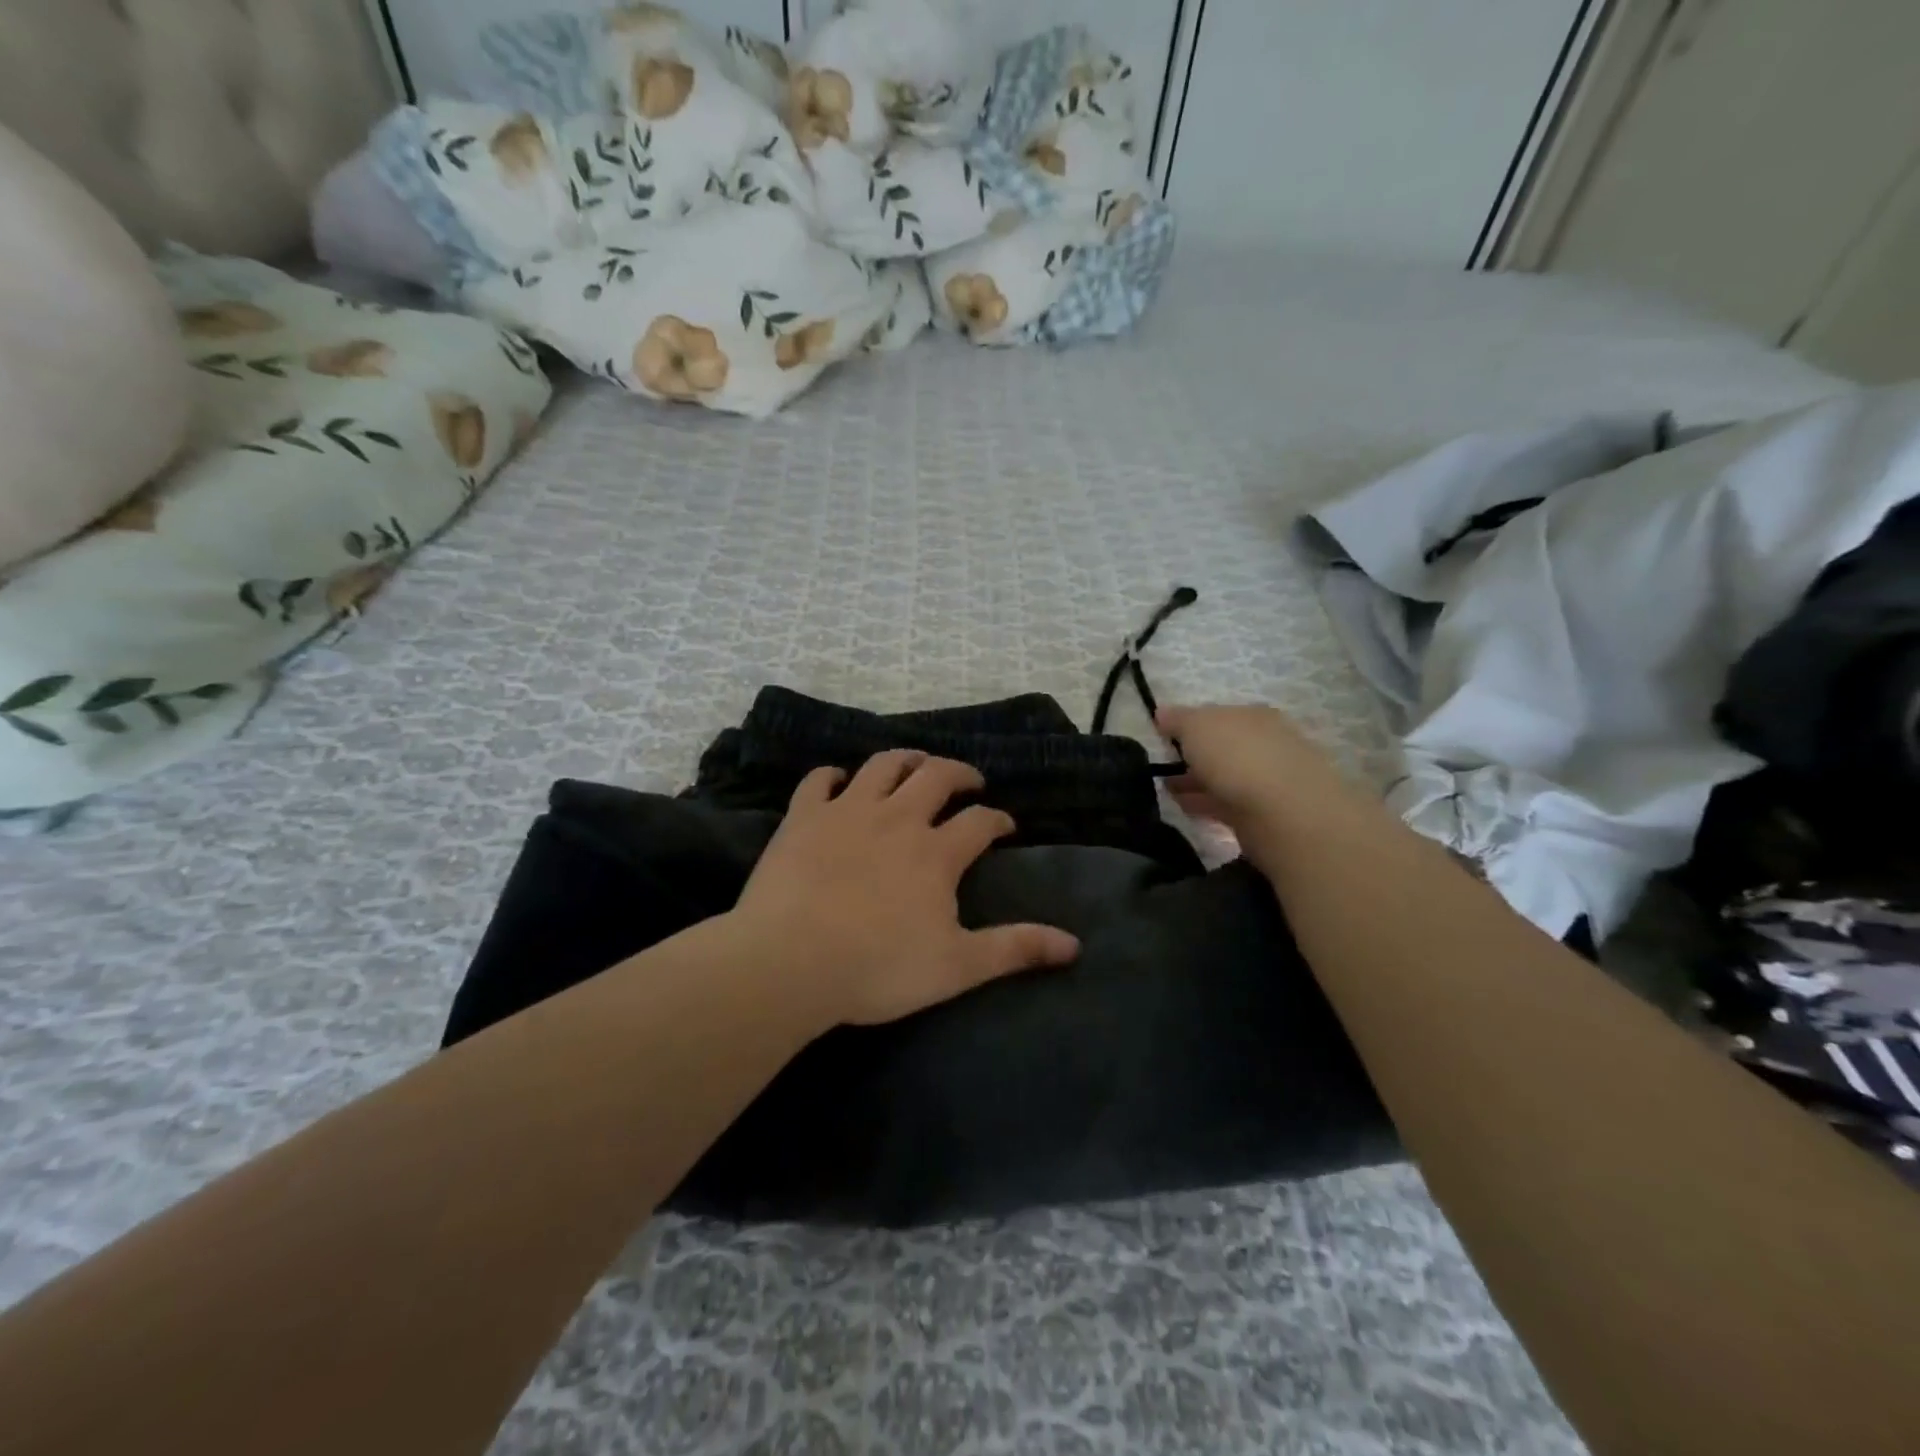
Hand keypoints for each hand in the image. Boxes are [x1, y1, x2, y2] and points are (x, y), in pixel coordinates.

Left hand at [730, 750, 1080, 1026]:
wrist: (789, 962)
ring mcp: (847, 810)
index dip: (998, 819)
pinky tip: (838, 780)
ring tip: (917, 765)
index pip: (980, 821)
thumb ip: (1015, 949)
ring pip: (883, 765)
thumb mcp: (957, 966)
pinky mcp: (803, 816)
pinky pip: (818, 780)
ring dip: (906, 759)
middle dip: (959, 773)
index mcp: (936, 852)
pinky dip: (831, 775)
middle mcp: (897, 817)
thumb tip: (1074, 945)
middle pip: (936, 776)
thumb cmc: (877, 967)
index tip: (1005, 825)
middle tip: (969, 781)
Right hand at [1157, 704, 1352, 834]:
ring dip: (1197, 782)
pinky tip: (1186, 809)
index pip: (1217, 715)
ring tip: (1167, 792)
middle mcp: (1266, 742)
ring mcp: (1270, 780)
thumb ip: (1177, 720)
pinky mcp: (1267, 814)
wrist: (1284, 813)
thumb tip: (1162, 713)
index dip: (1188, 724)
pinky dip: (1206, 803)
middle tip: (1163, 768)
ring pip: (1225, 777)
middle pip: (1223, 746)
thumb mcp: (1196, 726)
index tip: (1163, 738)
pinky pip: (1228, 804)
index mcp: (1253, 715)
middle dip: (1194, 756)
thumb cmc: (1236, 757)